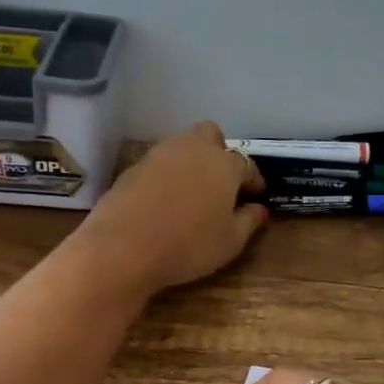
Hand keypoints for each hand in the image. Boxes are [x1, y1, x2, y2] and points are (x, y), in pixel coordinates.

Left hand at [73, 122, 268, 294]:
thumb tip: (259, 209)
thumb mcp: (230, 241)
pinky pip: (158, 164)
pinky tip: (164, 201)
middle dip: (219, 153)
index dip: (253, 180)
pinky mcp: (133, 167)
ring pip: (182, 146)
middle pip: (211, 136)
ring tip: (192, 192)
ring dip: (191, 162)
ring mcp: (159, 155)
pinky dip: (166, 176)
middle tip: (220, 183)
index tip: (255, 196)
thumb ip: (249, 221)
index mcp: (224, 165)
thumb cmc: (189, 245)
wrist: (123, 247)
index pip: (246, 165)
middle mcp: (193, 149)